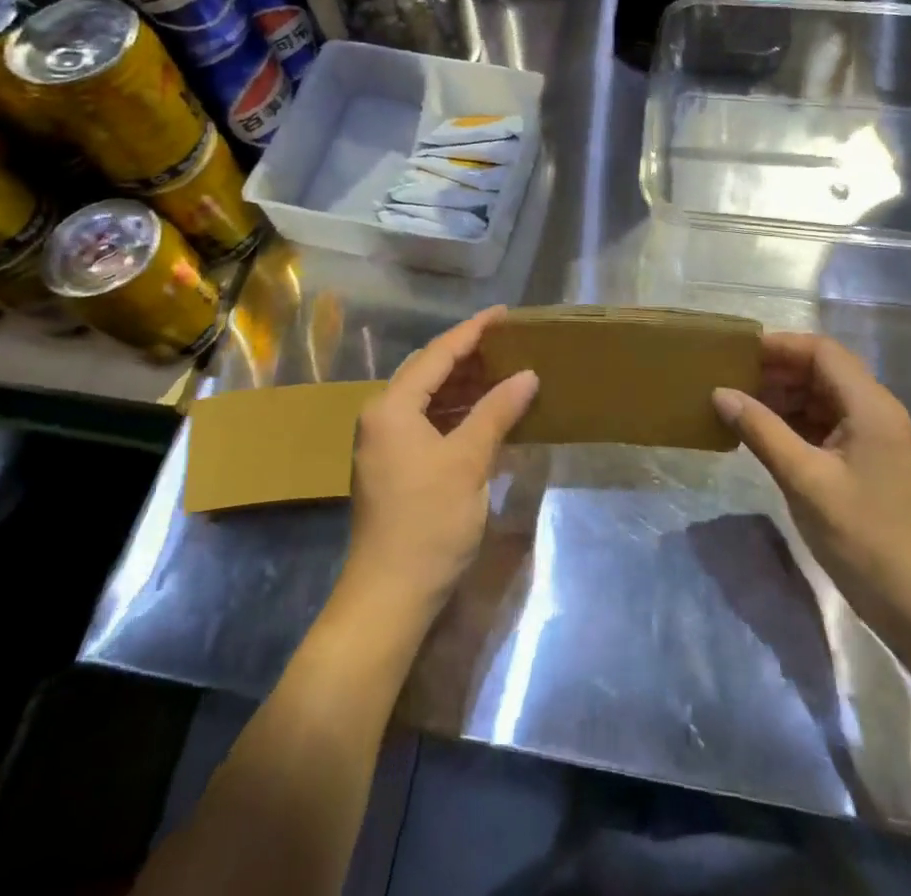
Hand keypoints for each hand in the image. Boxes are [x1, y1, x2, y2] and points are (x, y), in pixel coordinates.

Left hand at [345, 308, 538, 618]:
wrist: (389, 597)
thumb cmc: (428, 522)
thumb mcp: (468, 462)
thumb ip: (496, 412)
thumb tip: (527, 375)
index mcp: (392, 407)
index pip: (438, 354)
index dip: (473, 331)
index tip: (504, 313)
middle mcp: (382, 417)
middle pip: (429, 371)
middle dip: (469, 354)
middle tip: (509, 340)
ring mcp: (385, 443)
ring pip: (429, 398)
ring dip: (464, 384)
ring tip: (504, 369)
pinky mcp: (394, 466)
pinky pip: (428, 422)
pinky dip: (457, 412)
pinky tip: (486, 413)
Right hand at [714, 333, 910, 629]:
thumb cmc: (862, 536)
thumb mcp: (803, 480)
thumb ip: (761, 430)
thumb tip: (720, 392)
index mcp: (871, 405)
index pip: (822, 352)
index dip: (779, 346)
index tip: (737, 354)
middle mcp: (876, 411)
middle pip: (823, 371)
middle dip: (777, 372)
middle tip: (731, 382)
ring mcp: (874, 437)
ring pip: (823, 398)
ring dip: (783, 398)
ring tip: (740, 408)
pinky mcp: (867, 462)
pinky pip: (826, 425)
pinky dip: (795, 423)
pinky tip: (764, 436)